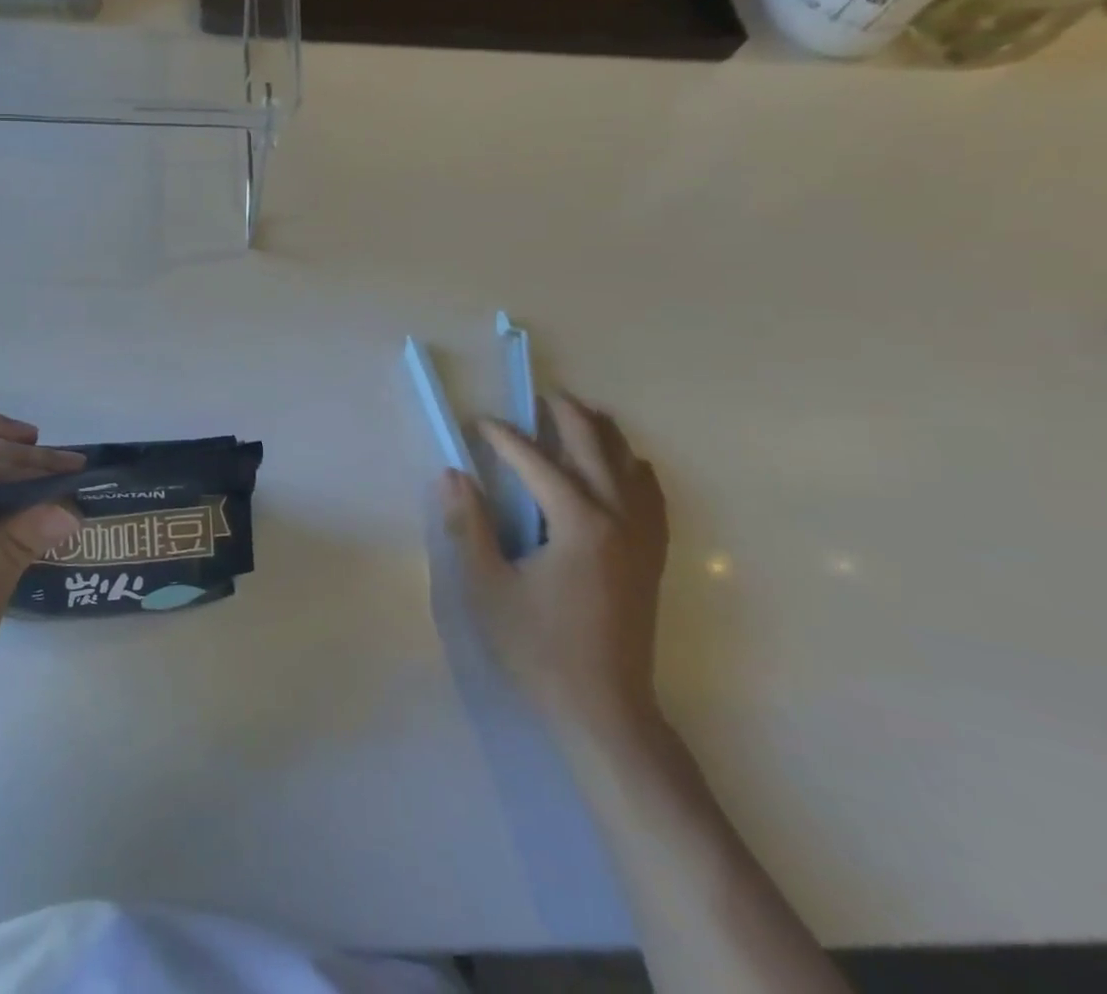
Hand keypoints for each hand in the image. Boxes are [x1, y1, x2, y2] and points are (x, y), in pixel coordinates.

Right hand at [439, 394, 668, 741]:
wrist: (606, 709)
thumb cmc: (540, 648)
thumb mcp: (489, 586)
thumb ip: (469, 525)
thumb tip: (453, 475)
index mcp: (578, 522)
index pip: (536, 461)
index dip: (504, 437)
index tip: (479, 423)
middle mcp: (618, 518)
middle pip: (595, 446)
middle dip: (566, 415)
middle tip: (539, 397)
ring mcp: (643, 536)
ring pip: (630, 464)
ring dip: (603, 433)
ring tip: (579, 414)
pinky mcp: (653, 556)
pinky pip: (653, 495)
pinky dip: (636, 469)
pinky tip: (626, 465)